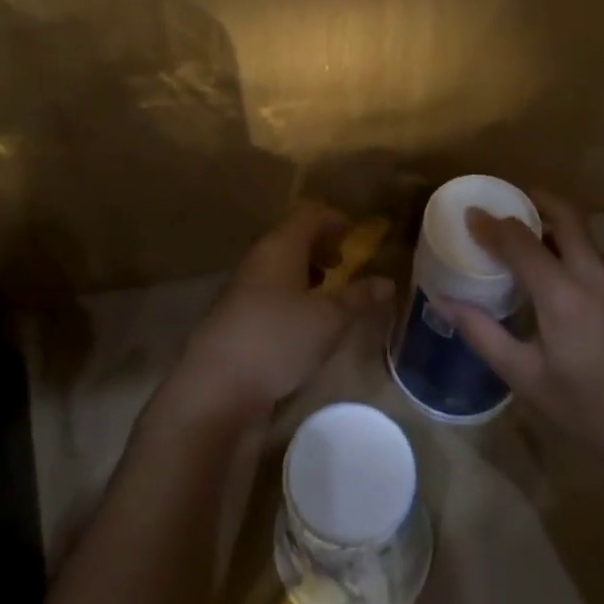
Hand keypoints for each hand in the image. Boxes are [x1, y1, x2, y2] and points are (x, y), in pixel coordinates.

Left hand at [158, 203, 392, 427]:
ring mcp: (243, 289)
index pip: (309, 215)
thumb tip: (387, 281)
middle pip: (292, 238)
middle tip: (345, 264)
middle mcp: (258, 260)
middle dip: (321, 247)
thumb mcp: (329, 320)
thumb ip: (359, 298)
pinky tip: (304, 325)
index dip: (334, 220)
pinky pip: (270, 293)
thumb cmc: (278, 339)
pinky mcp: (236, 319)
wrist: (216, 388)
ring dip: (306, 273)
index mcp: (279, 246)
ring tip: (329, 295)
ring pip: (280, 267)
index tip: (356, 235)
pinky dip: (292, 297)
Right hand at [441, 191, 603, 475]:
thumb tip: (443, 301)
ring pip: (589, 238)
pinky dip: (581, 258)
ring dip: (561, 231)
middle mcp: (595, 275)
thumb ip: (482, 332)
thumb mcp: (524, 376)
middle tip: (512, 205)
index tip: (471, 215)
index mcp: (562, 293)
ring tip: (538, 249)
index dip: (491, 224)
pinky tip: (572, 287)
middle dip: (538, 201)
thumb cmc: (585, 409)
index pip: (519, 240)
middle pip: (567, 215)